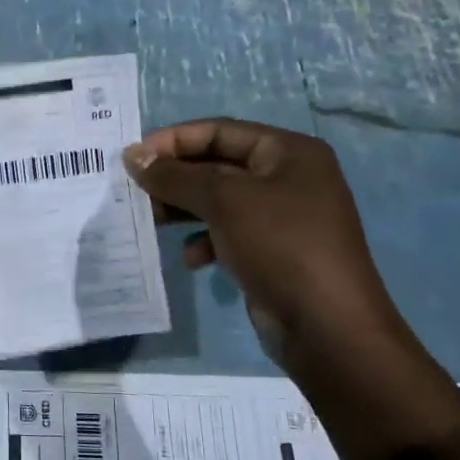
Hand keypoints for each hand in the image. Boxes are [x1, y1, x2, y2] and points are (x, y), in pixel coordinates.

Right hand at [123, 120, 402, 349]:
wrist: (327, 328)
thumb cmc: (280, 246)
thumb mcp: (224, 201)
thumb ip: (175, 176)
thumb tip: (132, 155)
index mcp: (289, 152)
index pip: (220, 131)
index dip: (174, 140)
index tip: (133, 158)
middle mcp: (288, 177)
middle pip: (217, 165)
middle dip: (175, 178)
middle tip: (134, 191)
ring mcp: (281, 217)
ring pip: (218, 201)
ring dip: (182, 209)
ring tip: (151, 221)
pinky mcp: (272, 251)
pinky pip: (227, 233)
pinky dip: (203, 240)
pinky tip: (190, 259)